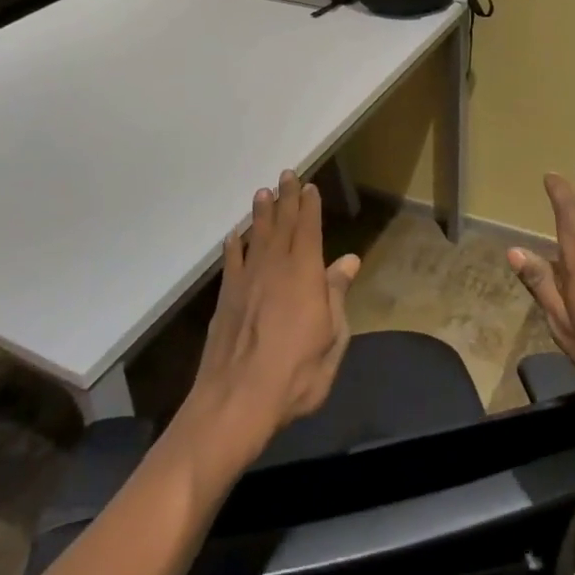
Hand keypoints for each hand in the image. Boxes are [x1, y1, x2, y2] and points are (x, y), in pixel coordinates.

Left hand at [183, 170, 360, 468]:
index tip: (309, 186)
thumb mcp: (332, 338)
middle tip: (286, 175)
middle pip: (281, 225)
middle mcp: (274, 268)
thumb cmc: (297, 373)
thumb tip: (348, 261)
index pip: (308, 230)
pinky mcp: (226, 298)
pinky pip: (231, 262)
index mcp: (304, 274)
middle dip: (285, 199)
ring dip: (260, 214)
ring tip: (262, 192)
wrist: (237, 400)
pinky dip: (234, 245)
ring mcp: (246, 281)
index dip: (309, 206)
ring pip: (255, 237)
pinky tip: (235, 236)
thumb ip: (337, 295)